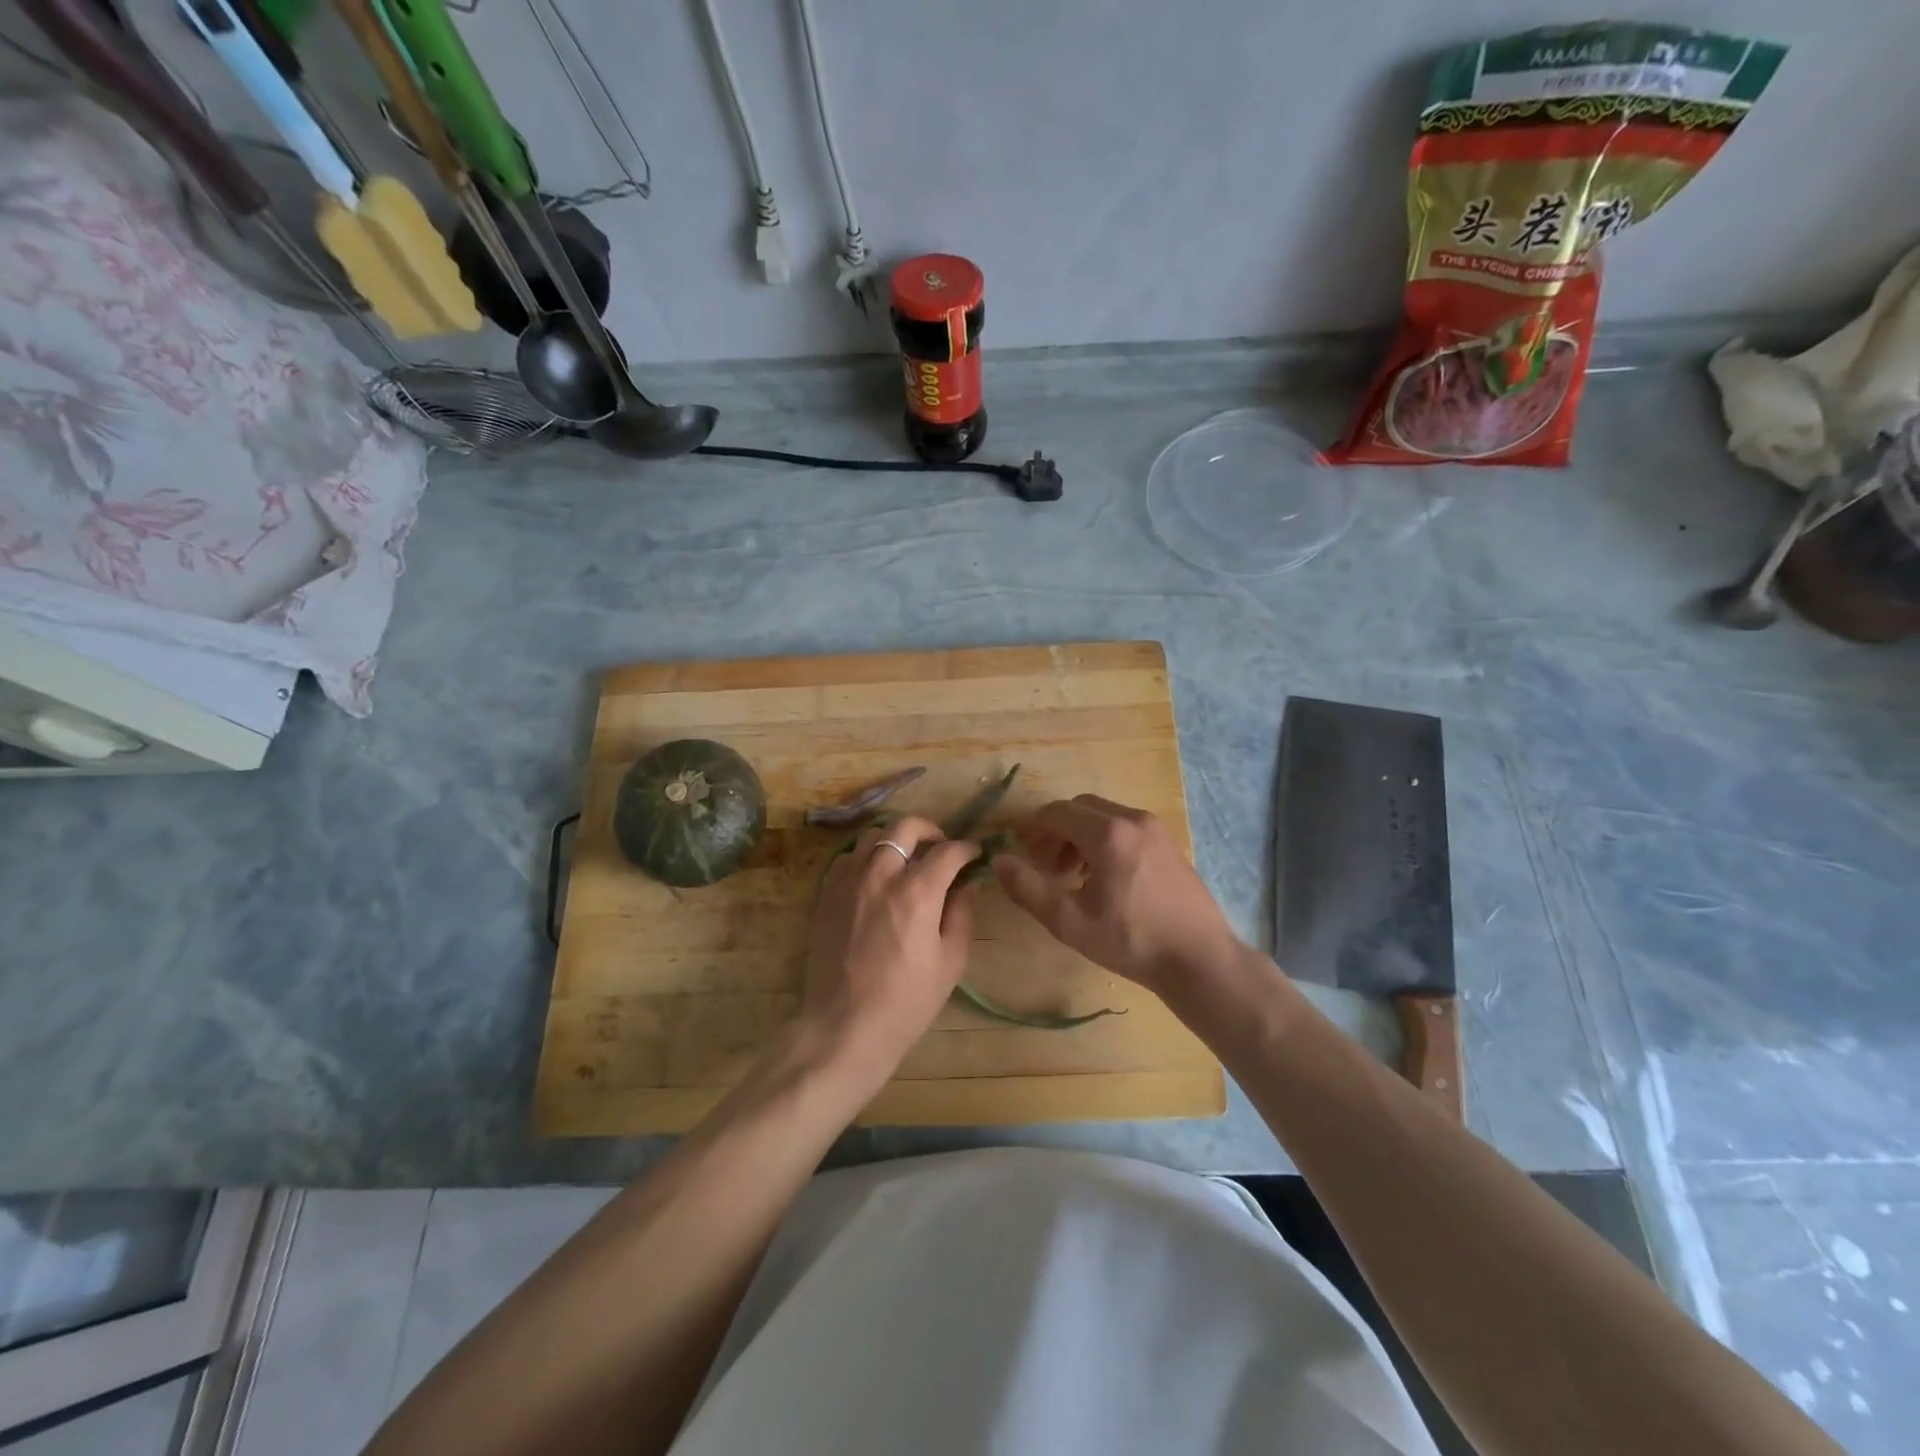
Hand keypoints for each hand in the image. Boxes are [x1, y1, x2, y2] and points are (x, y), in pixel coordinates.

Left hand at [799, 816, 980, 1079]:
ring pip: (872, 836)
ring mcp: (848, 882)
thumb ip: (963, 915)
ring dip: (895, 840)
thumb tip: (969, 885)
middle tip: (941, 848)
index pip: (947, 850)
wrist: (844, 1027)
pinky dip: (866, 858)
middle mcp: (880, 875)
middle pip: (905, 827)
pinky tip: (875, 879)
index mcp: (917, 891)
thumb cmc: (906, 1001)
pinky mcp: (826, 895)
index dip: (966, 848)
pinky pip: (847, 859)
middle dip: (930, 830)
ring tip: (906, 860)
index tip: (973, 855)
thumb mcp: (950, 962)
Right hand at [994, 795, 1238, 995]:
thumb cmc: (1131, 941)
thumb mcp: (1070, 922)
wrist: (1199, 958)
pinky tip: (1101, 876)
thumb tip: (998, 860)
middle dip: (1055, 830)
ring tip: (1069, 874)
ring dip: (1078, 835)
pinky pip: (1125, 827)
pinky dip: (1103, 839)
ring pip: (1103, 815)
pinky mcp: (1168, 842)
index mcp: (1107, 833)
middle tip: (1042, 863)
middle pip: (1079, 808)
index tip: (1018, 847)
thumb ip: (1028, 888)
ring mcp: (1155, 829)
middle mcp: (1132, 819)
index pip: (1056, 813)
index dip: (1032, 827)